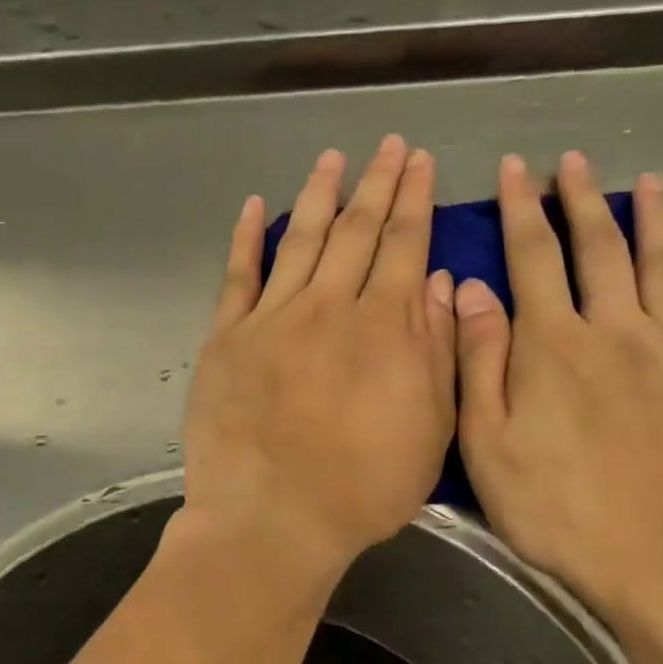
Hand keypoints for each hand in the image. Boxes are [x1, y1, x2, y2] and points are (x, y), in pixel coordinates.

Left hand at [182, 136, 456, 581]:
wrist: (272, 518)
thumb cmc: (363, 486)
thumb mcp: (429, 428)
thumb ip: (435, 350)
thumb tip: (435, 283)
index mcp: (383, 326)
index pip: (403, 244)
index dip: (414, 199)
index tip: (419, 161)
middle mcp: (328, 306)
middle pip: (356, 230)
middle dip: (376, 183)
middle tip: (388, 145)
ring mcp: (271, 318)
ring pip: (301, 240)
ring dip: (320, 195)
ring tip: (333, 158)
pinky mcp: (226, 338)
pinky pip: (238, 276)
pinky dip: (247, 239)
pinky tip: (255, 207)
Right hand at [453, 153, 662, 622]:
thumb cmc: (557, 509)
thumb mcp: (486, 444)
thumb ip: (478, 360)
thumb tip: (468, 289)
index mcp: (552, 344)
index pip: (531, 256)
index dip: (520, 208)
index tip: (514, 170)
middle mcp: (616, 327)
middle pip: (598, 247)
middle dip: (582, 199)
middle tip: (574, 162)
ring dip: (648, 216)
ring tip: (642, 182)